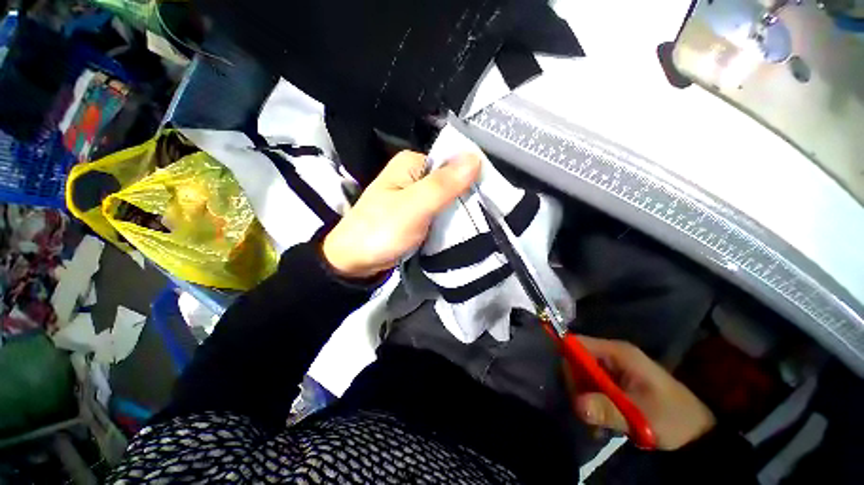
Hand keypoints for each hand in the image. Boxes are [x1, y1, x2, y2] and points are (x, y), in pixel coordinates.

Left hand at [323, 151, 480, 278]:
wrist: (354, 261)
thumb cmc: (381, 231)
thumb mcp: (415, 207)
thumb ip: (443, 184)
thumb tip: (475, 157)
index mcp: (412, 163)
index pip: (453, 162)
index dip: (473, 178)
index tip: (489, 199)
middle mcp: (414, 176)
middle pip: (451, 181)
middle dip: (467, 198)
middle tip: (484, 217)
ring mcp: (414, 196)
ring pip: (447, 199)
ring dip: (460, 211)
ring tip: (477, 225)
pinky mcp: (415, 214)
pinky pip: (439, 212)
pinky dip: (449, 220)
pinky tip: (460, 229)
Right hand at [572, 337, 715, 449]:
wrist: (699, 432)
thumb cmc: (673, 417)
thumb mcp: (641, 416)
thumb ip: (608, 409)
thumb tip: (577, 404)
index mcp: (617, 352)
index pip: (577, 344)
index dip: (568, 362)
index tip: (573, 390)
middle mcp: (611, 355)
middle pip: (576, 361)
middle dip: (577, 387)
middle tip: (586, 413)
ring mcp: (613, 368)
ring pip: (583, 376)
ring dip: (585, 399)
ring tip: (596, 423)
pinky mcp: (616, 382)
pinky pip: (593, 386)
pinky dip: (592, 403)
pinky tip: (601, 422)